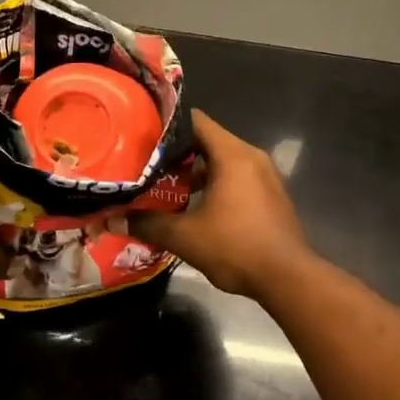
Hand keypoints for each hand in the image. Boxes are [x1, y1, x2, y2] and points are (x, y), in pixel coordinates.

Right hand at [130, 111, 312, 298]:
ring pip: (223, 162)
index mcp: (233, 155)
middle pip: (208, 141)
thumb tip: (112, 219)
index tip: (143, 134)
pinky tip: (195, 207)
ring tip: (166, 186)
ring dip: (196, 172)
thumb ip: (147, 223)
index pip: (196, 121)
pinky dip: (216, 185)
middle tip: (146, 163)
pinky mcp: (271, 196)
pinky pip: (237, 178)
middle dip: (177, 153)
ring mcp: (265, 176)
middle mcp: (252, 157)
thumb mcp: (185, 236)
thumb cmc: (236, 247)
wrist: (288, 279)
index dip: (168, 126)